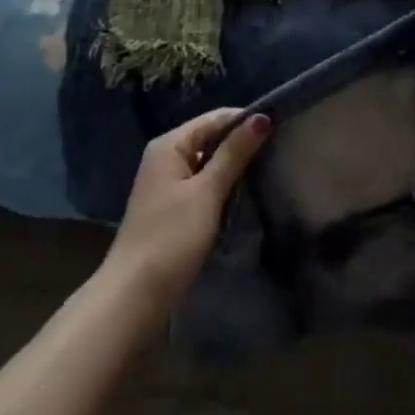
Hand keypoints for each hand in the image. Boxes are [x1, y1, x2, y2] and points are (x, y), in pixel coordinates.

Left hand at [104, 108, 270, 308]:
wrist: (134, 297)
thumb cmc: (171, 237)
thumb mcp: (207, 192)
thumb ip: (234, 153)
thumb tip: (262, 117)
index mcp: (169, 145)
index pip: (215, 118)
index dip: (246, 122)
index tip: (280, 130)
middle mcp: (165, 157)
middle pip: (210, 139)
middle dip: (241, 145)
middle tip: (279, 153)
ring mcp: (166, 184)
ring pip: (208, 164)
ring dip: (233, 169)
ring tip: (268, 173)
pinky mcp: (171, 209)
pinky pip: (202, 186)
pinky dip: (222, 188)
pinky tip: (244, 197)